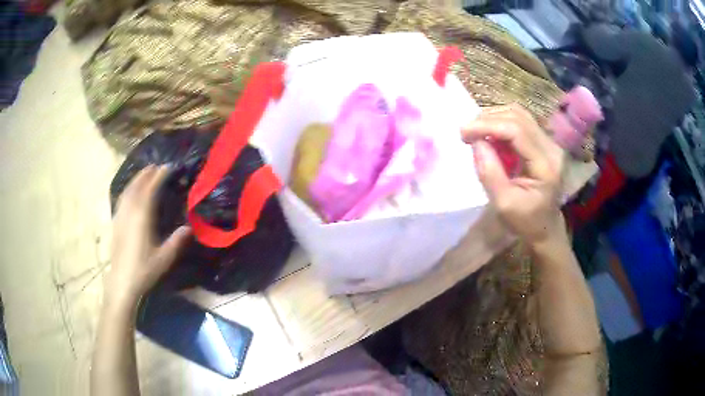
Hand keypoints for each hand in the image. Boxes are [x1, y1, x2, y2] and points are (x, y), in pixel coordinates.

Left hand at [106, 165, 190, 310]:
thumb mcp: (164, 258)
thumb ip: (176, 241)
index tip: (167, 167)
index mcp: (142, 217)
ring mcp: (120, 216)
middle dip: (146, 174)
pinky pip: (121, 199)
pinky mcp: (116, 223)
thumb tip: (188, 228)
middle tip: (156, 166)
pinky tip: (129, 192)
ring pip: (127, 191)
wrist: (122, 282)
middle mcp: (130, 212)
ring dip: (136, 179)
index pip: (150, 189)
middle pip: (137, 186)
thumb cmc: (144, 270)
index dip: (158, 176)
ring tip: (144, 174)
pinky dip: (127, 190)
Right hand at [463, 105, 565, 246]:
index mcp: (546, 165)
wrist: (544, 227)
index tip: (463, 133)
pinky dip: (501, 123)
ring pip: (519, 114)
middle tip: (466, 133)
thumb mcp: (504, 204)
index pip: (517, 131)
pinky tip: (489, 135)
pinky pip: (520, 122)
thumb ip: (490, 173)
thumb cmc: (525, 221)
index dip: (488, 125)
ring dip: (493, 118)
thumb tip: (476, 142)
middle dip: (488, 119)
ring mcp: (549, 142)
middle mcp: (551, 148)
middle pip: (518, 117)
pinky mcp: (543, 141)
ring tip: (475, 132)